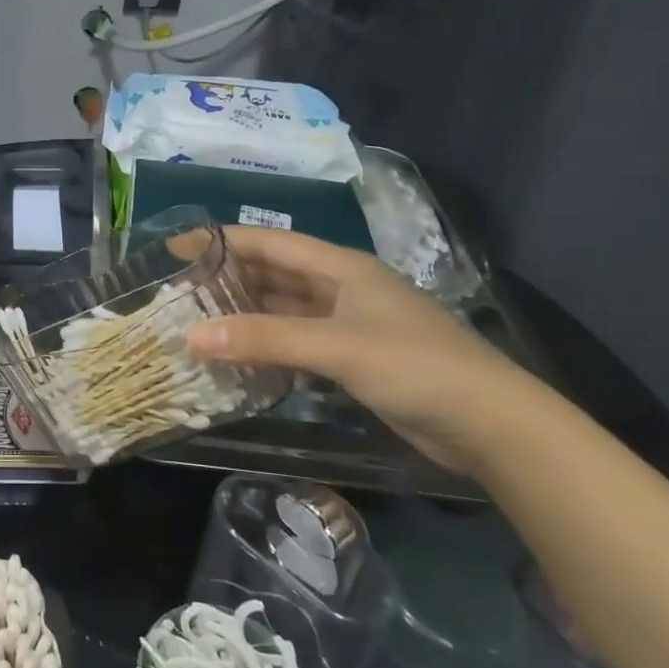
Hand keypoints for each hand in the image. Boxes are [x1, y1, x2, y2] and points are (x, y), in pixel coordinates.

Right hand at [186, 227, 525, 470]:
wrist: (493, 426)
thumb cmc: (415, 366)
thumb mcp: (336, 346)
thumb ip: (265, 339)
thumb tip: (192, 336)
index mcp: (341, 267)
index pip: (269, 243)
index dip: (222, 241)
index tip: (176, 248)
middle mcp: (342, 288)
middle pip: (274, 274)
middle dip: (229, 278)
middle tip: (179, 290)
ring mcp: (349, 325)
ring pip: (284, 310)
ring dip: (245, 314)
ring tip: (198, 321)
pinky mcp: (354, 359)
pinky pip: (297, 342)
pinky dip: (267, 346)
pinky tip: (239, 357)